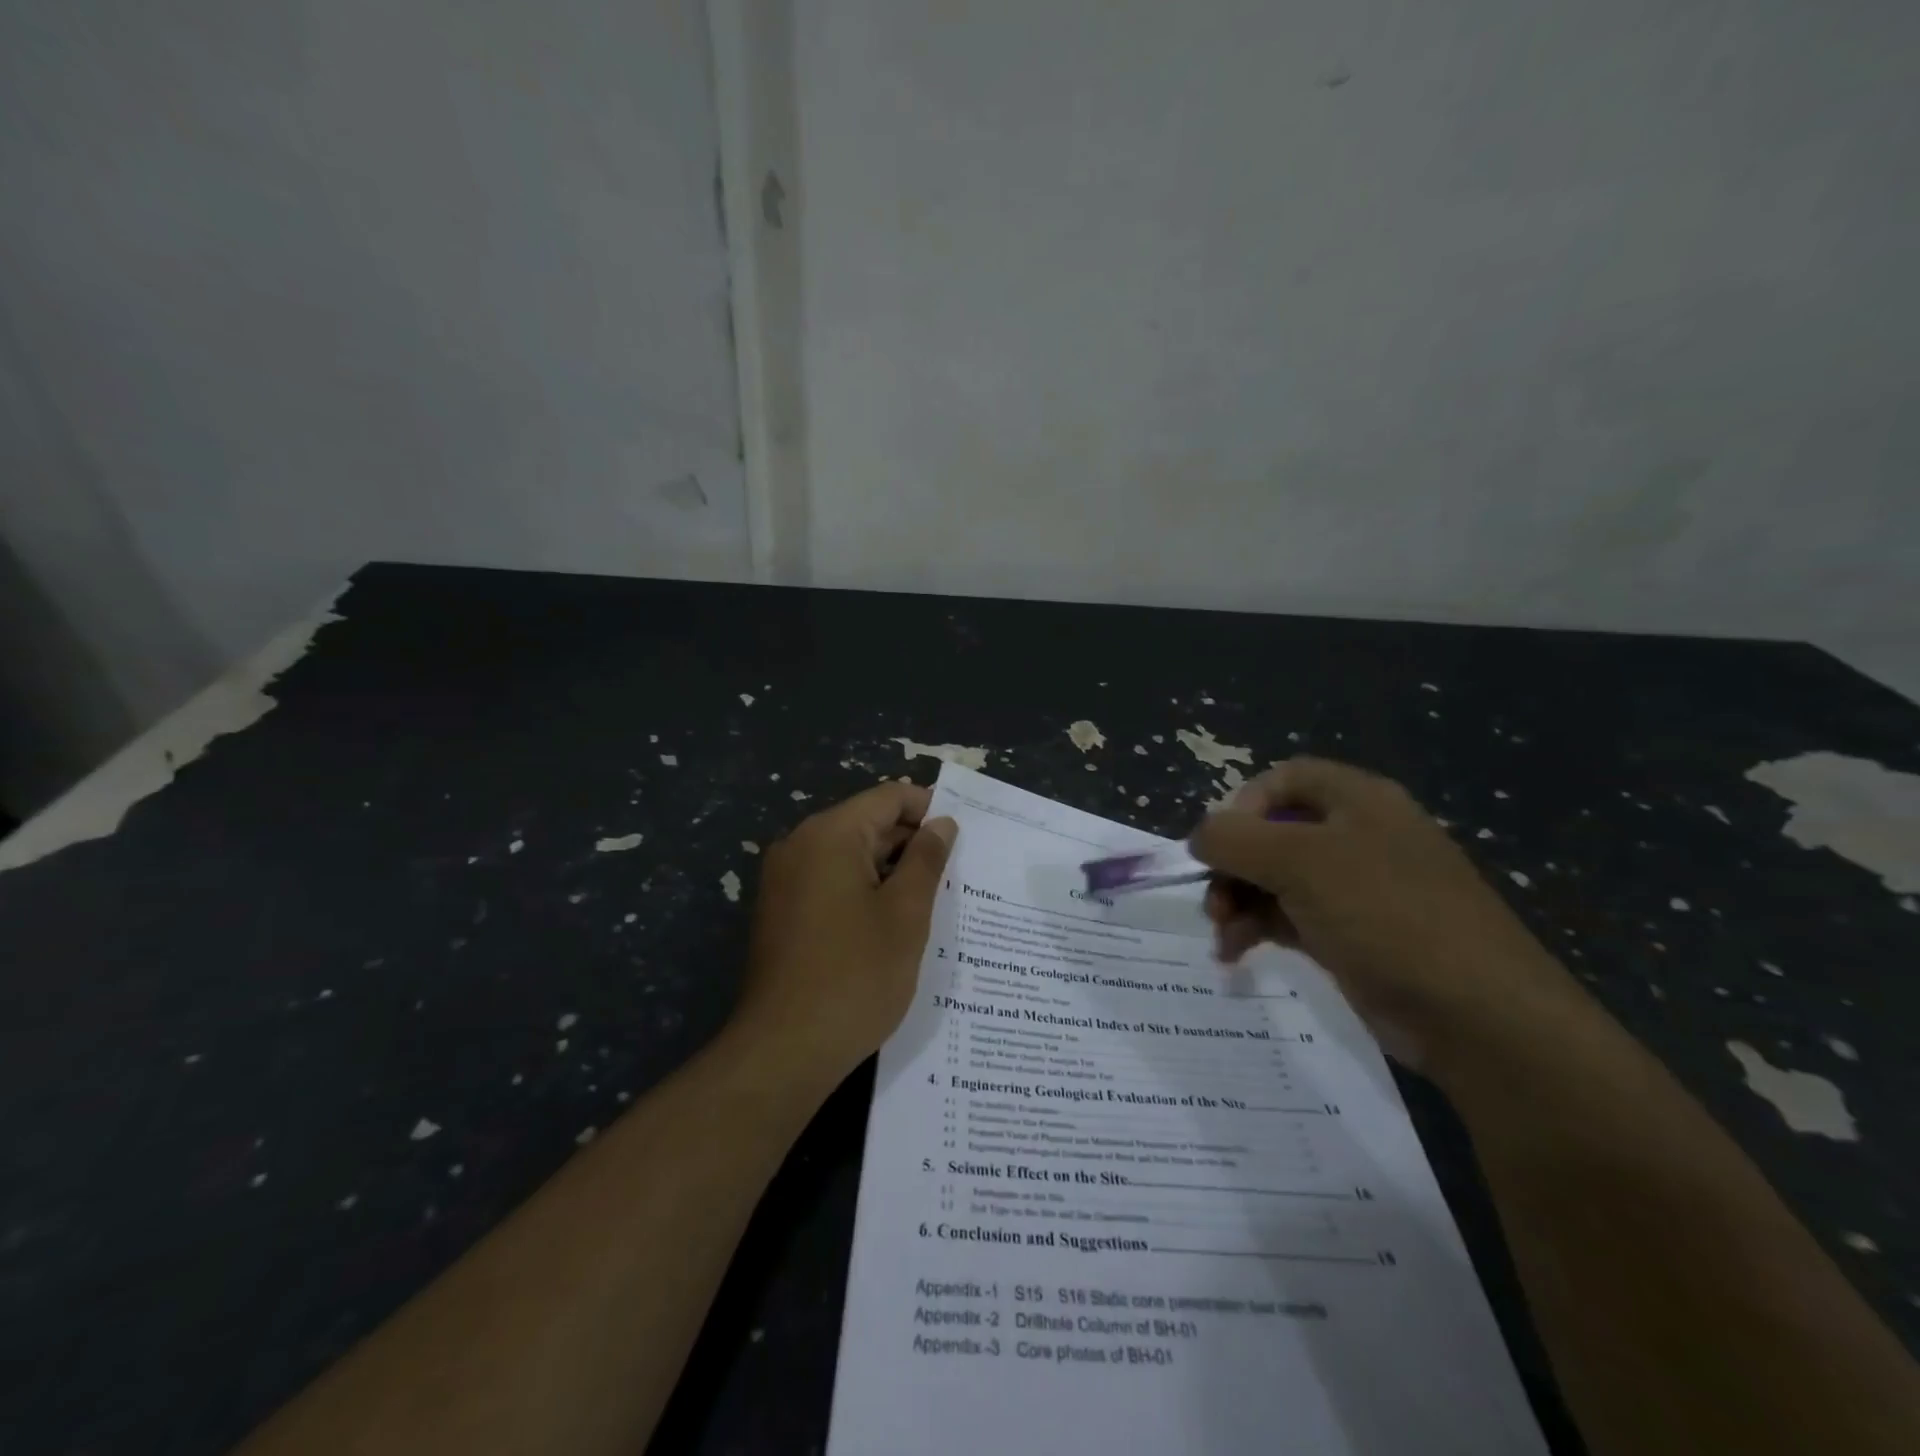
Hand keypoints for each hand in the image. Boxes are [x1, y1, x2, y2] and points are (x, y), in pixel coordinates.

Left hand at [733, 782, 955, 1086]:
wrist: (783, 1050)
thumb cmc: (855, 976)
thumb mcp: (905, 914)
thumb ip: (927, 860)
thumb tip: (942, 824)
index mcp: (829, 834)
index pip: (888, 797)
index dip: (929, 808)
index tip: (963, 836)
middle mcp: (799, 845)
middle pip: (867, 824)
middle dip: (912, 843)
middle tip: (956, 873)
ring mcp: (784, 879)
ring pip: (849, 856)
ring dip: (890, 871)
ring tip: (932, 899)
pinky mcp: (781, 911)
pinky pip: (830, 882)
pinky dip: (863, 891)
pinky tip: (893, 922)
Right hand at [1189, 757, 1586, 1071]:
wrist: (1479, 1017)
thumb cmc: (1386, 915)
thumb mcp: (1300, 862)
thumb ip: (1235, 838)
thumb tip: (1199, 837)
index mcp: (1359, 801)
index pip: (1284, 779)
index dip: (1243, 804)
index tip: (1219, 845)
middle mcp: (1358, 836)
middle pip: (1273, 832)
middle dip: (1233, 864)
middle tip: (1211, 901)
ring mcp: (1357, 889)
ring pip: (1276, 878)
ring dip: (1238, 900)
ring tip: (1222, 935)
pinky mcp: (1353, 935)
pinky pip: (1290, 917)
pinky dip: (1258, 928)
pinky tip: (1236, 953)